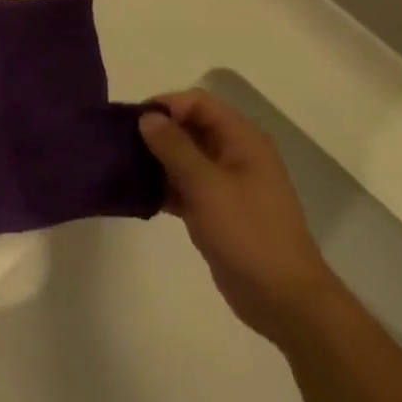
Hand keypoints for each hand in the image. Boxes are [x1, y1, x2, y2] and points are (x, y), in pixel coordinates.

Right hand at [139, 90, 338, 343]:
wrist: (282, 298)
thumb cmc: (247, 232)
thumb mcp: (206, 184)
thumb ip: (174, 147)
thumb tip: (147, 117)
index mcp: (242, 140)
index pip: (198, 103)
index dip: (166, 105)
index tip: (131, 120)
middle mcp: (235, 155)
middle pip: (190, 128)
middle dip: (157, 132)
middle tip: (119, 143)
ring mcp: (226, 185)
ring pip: (185, 158)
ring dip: (156, 160)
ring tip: (122, 167)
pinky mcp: (216, 211)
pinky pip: (185, 187)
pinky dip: (163, 187)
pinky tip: (137, 195)